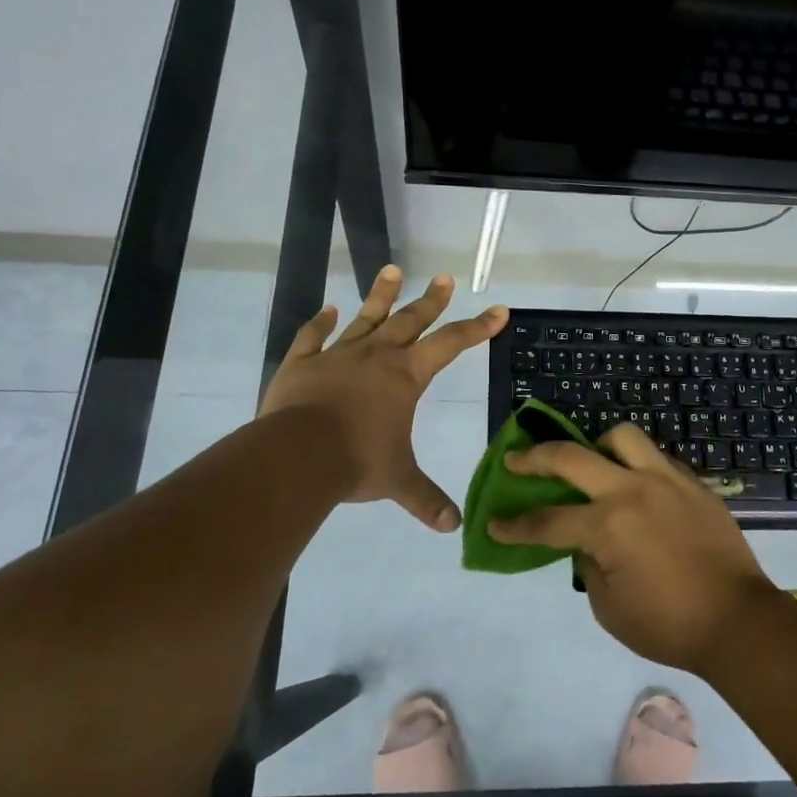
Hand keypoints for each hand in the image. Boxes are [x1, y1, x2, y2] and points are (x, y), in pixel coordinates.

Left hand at [260, 267, 505, 531]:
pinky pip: (313, 336)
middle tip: (444, 278)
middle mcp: (377, 356)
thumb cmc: (357, 462)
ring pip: (365, 317)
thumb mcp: (398, 480)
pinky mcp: (302, 362)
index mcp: (406, 376)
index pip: (452, 344)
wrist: (298, 455)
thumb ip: (426, 499)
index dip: (478, 327)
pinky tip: (329, 310)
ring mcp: (338, 355)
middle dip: (431, 300)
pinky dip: (321, 323)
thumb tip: (455, 526)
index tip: (498, 309)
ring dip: (381, 295)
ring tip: (392, 269)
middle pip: (410, 320)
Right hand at [488, 424, 778, 671]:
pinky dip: (636, 465)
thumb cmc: (668, 624)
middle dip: (534, 458)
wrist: (738, 621)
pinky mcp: (693, 484)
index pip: (547, 520)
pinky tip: (634, 486)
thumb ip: (588, 565)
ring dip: (596, 445)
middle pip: (572, 457)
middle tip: (515, 460)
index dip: (515, 525)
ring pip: (622, 437)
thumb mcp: (609, 607)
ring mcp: (667, 480)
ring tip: (590, 462)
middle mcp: (632, 490)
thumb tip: (587, 542)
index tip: (493, 523)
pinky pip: (656, 458)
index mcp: (608, 525)